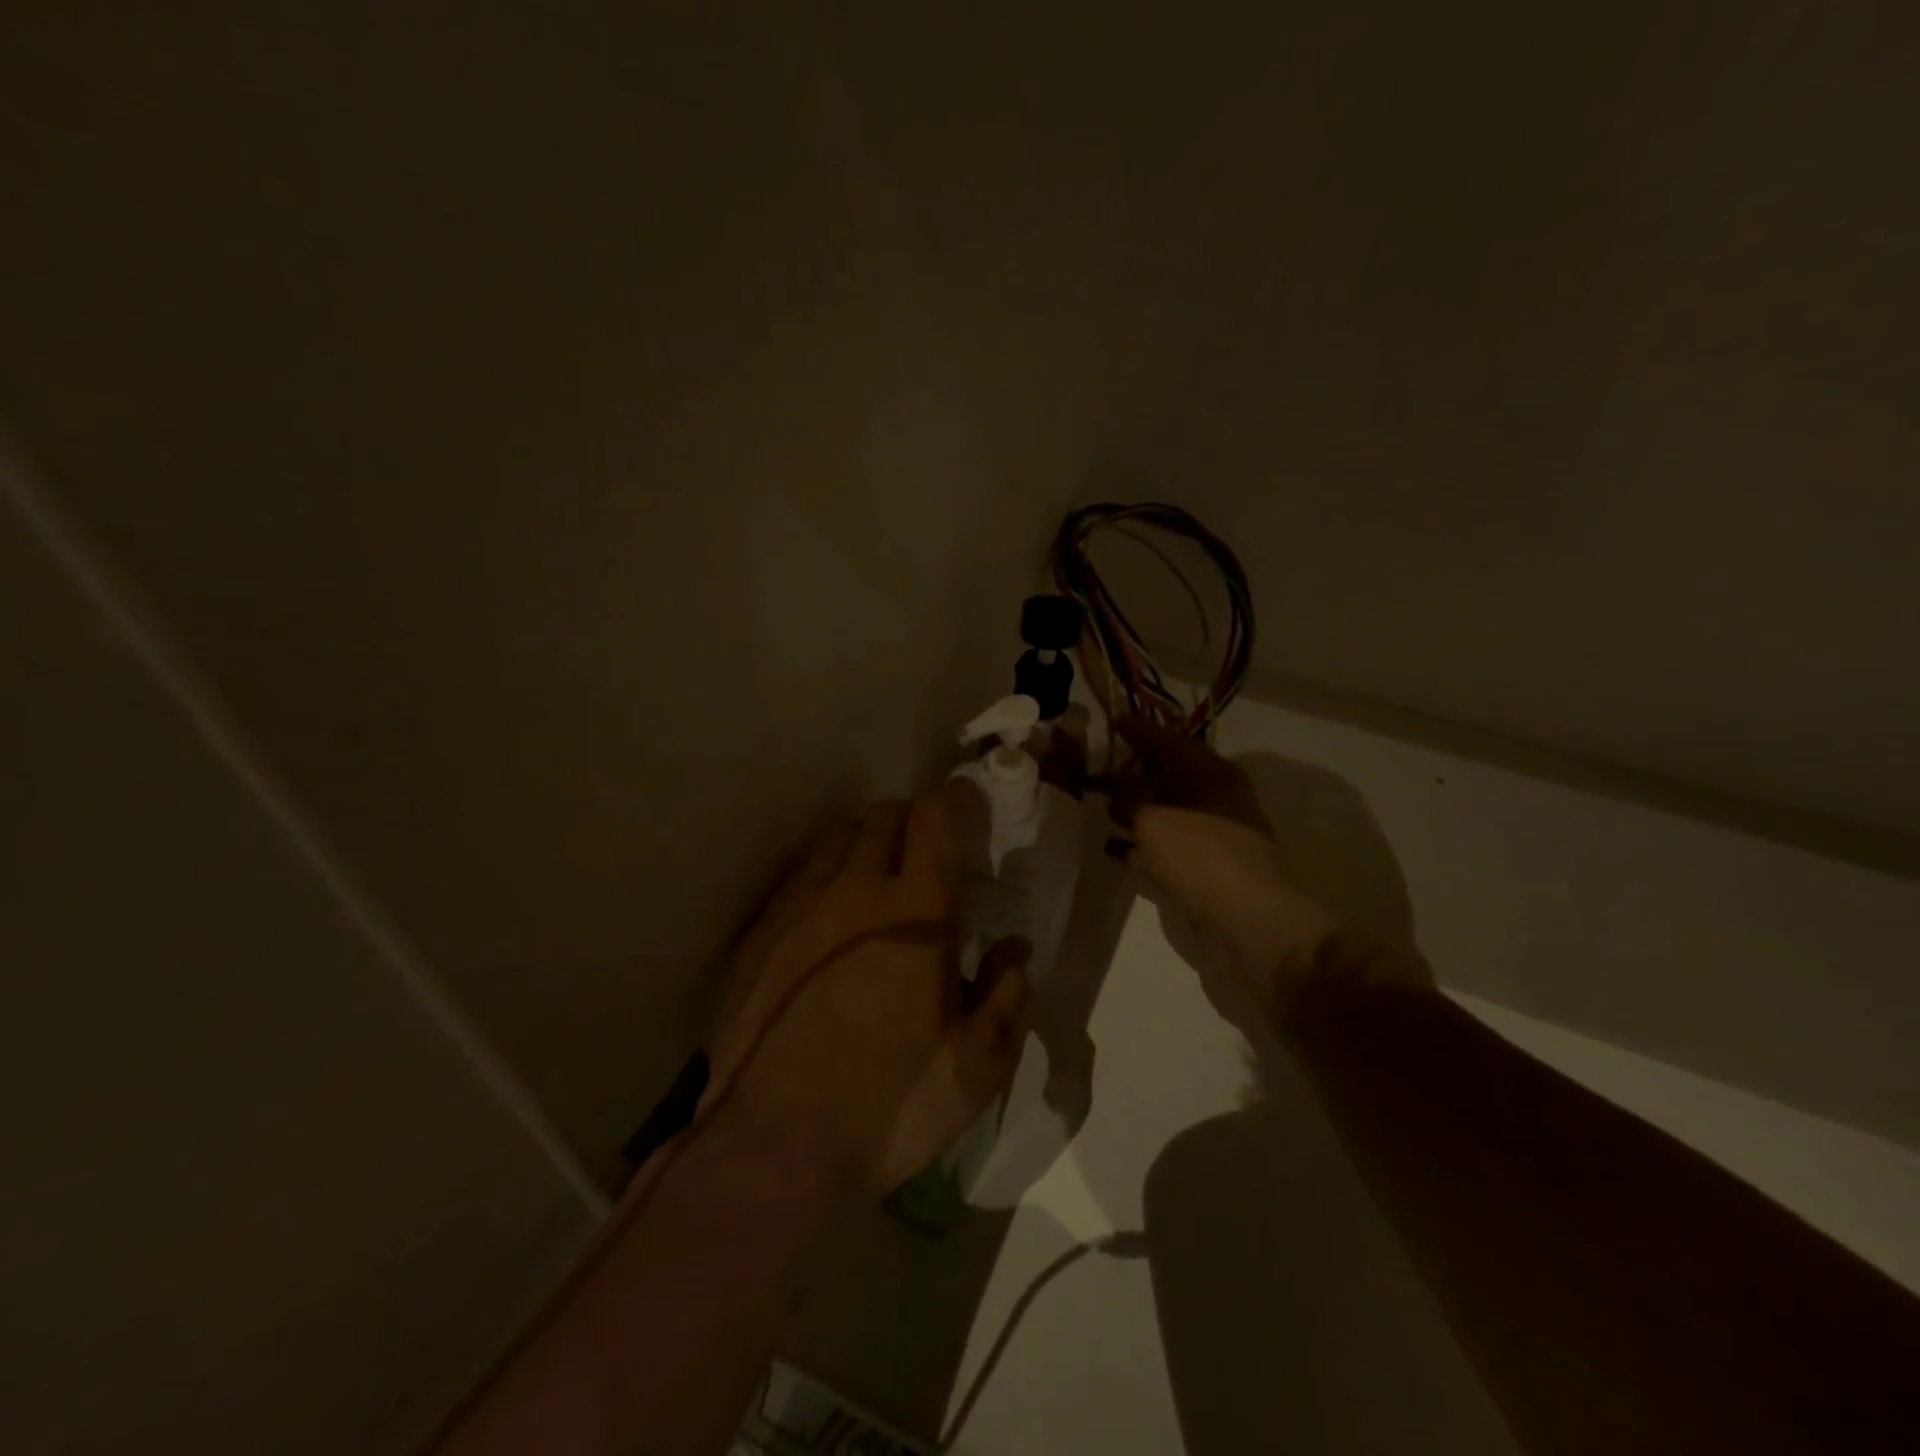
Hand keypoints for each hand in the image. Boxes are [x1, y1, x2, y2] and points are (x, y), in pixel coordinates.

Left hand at [699, 786, 1030, 1195]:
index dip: (955, 798)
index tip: (967, 802)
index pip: (935, 817)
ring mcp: (799, 907)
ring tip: (878, 879)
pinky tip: (829, 918)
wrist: (772, 1146)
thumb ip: (1005, 997)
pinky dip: (825, 876)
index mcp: (916, 911)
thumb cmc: (887, 1104)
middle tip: (928, 854)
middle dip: (912, 819)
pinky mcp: (761, 934)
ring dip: (865, 841)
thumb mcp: (975, 1068)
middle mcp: (854, 890)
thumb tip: (1013, 951)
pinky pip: (799, 877)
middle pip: (883, 815)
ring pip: (836, 837)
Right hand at [1108, 721, 1428, 1037]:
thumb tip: (1112, 785)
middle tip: (1095, 767)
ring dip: (1134, 810)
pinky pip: (1166, 848)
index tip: (1111, 720)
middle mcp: (1217, 800)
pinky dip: (1141, 845)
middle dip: (1132, 773)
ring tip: (1096, 805)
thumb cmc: (1203, 858)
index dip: (1139, 731)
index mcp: (1214, 775)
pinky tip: (1111, 848)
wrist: (1250, 925)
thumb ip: (1128, 799)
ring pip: (1166, 814)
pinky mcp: (1206, 871)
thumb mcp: (1154, 820)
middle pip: (1168, 777)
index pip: (1170, 742)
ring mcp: (1213, 837)